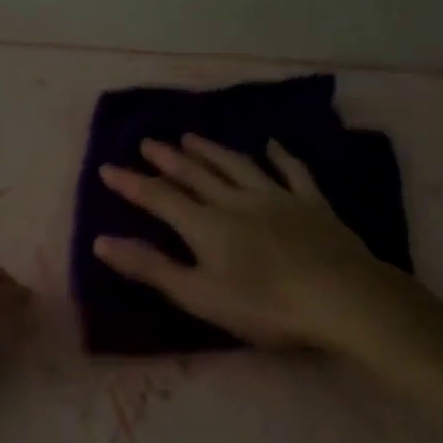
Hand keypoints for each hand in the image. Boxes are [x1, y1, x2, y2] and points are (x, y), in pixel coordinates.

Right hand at [93, 135, 405, 351]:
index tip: (107, 168)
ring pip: (237, 166)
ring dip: (212, 150)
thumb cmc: (265, 306)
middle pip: (197, 175)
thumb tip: (101, 242)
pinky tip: (272, 145)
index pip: (160, 198)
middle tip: (148, 142)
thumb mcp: (199, 295)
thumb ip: (151, 268)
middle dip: (169, 159)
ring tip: (191, 136)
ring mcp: (277, 198)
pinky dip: (281, 156)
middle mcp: (237, 201)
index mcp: (207, 226)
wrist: (341, 297)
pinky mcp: (312, 204)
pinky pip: (293, 172)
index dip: (132, 184)